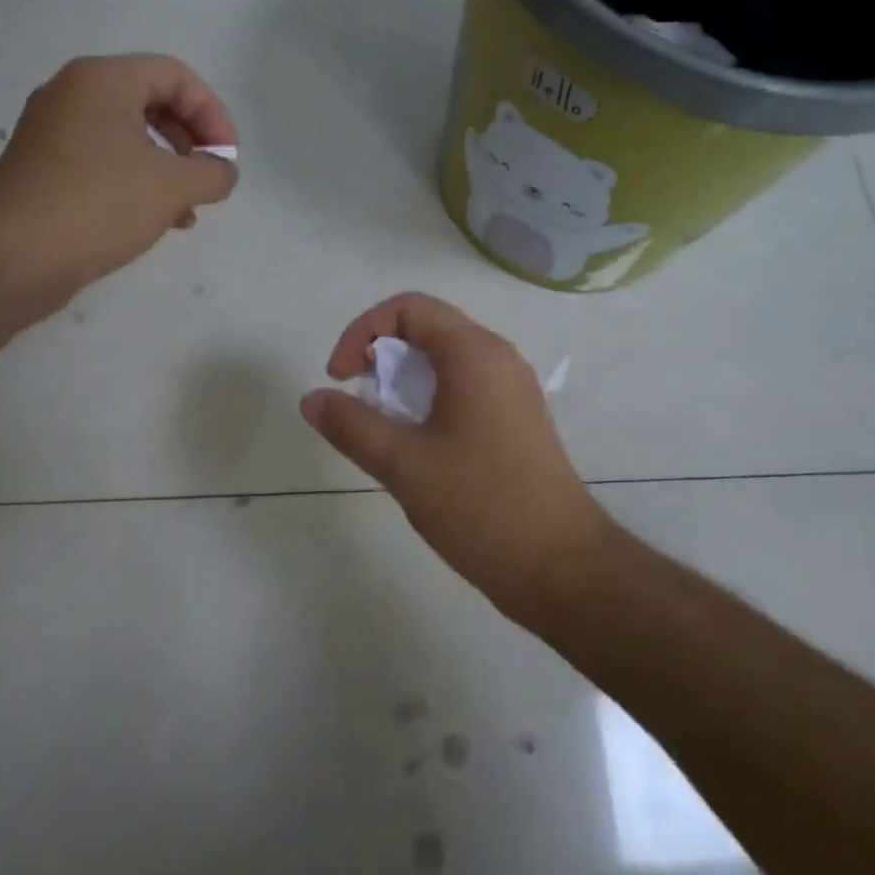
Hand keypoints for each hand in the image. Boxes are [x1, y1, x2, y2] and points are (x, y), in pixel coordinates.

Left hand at [0, 54, 238, 311]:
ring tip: (188, 208)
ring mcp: (54, 132)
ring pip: (130, 136)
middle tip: (209, 177)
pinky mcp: (45, 168)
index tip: (227, 158)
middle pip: (153, 102)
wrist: (9, 258)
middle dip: (191, 141)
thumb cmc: (98, 205)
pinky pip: (105, 161)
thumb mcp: (173, 187)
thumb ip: (213, 173)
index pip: (176, 76)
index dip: (213, 114)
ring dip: (168, 167)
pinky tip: (157, 220)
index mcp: (103, 80)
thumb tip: (222, 172)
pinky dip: (138, 182)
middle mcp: (74, 94)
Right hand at [300, 293, 614, 624]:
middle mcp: (498, 357)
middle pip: (428, 328)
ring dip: (405, 379)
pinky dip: (430, 398)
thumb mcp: (404, 464)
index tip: (340, 378)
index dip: (363, 331)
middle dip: (381, 354)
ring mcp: (513, 388)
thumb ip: (352, 425)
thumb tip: (312, 399)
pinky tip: (417, 443)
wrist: (562, 567)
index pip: (408, 308)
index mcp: (474, 353)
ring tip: (383, 424)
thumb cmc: (481, 505)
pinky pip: (465, 386)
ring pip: (446, 360)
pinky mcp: (518, 418)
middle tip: (358, 398)